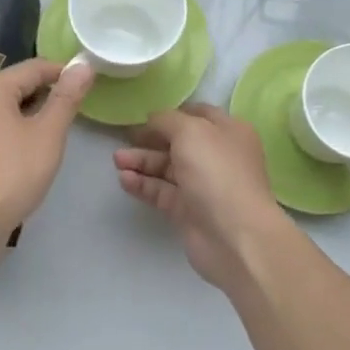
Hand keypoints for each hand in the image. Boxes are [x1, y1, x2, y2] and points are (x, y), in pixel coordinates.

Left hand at [0, 57, 93, 247]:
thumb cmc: (13, 172)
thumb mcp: (48, 133)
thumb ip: (66, 98)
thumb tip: (83, 65)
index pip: (34, 67)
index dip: (64, 71)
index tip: (89, 83)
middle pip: (19, 85)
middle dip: (49, 93)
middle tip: (78, 108)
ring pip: (9, 109)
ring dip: (35, 114)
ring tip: (61, 129)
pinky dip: (20, 131)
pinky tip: (35, 150)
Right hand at [114, 104, 293, 292]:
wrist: (234, 235)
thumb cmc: (216, 172)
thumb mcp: (191, 131)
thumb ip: (167, 120)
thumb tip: (153, 119)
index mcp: (229, 131)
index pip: (197, 115)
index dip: (170, 114)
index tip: (143, 117)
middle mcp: (218, 156)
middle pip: (179, 143)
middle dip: (150, 140)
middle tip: (123, 140)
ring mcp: (203, 185)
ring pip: (167, 168)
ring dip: (142, 162)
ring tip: (116, 160)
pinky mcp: (188, 211)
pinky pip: (162, 192)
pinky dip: (143, 185)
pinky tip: (124, 180)